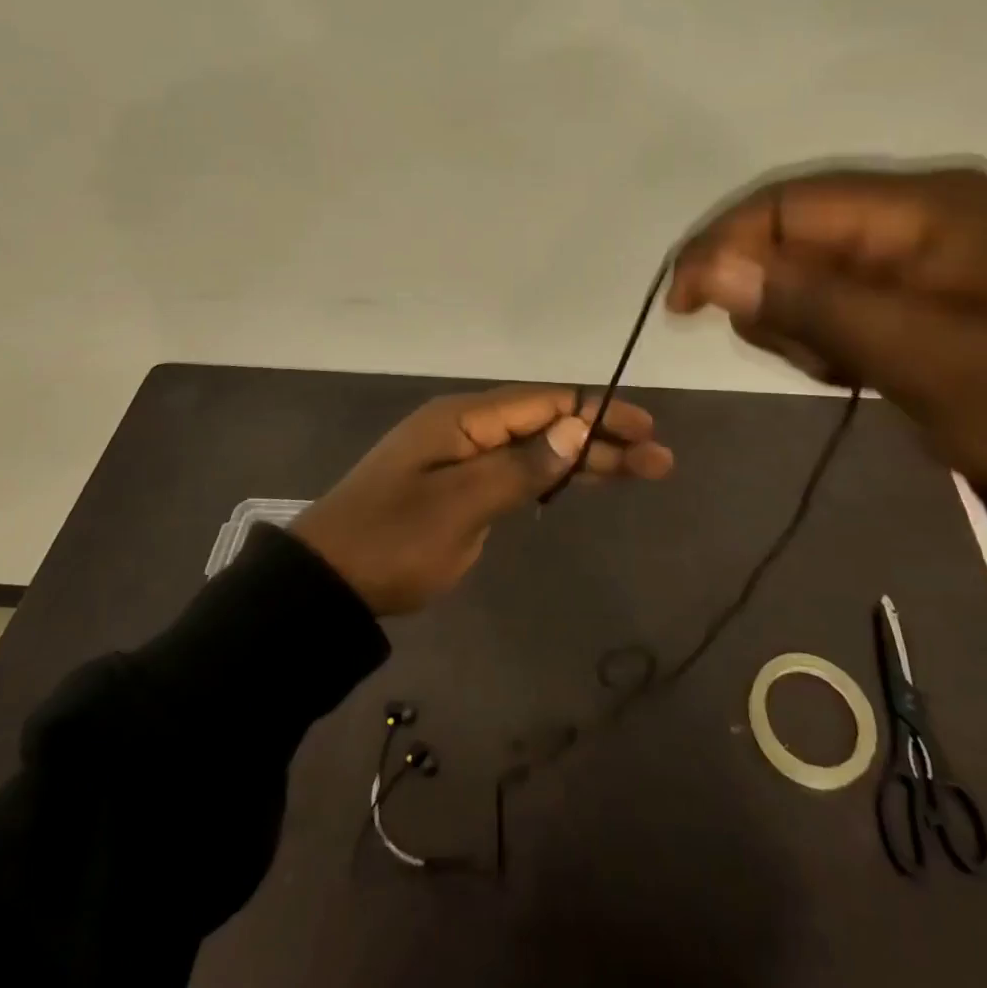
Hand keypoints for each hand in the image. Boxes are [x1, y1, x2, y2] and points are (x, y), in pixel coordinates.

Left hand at [293, 385, 673, 614]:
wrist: (328, 583)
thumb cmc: (394, 541)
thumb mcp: (462, 506)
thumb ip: (522, 465)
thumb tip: (578, 426)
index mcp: (464, 419)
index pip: (545, 404)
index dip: (599, 413)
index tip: (646, 430)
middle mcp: (465, 428)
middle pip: (546, 424)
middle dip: (602, 439)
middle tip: (658, 459)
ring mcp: (460, 458)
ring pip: (534, 447)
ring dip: (583, 458)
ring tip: (637, 470)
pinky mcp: (457, 487)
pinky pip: (514, 469)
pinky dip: (551, 475)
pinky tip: (579, 481)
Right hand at [667, 163, 986, 492]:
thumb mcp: (925, 358)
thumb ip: (813, 306)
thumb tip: (706, 269)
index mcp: (929, 205)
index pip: (791, 202)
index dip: (724, 243)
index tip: (681, 304)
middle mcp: (918, 212)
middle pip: (795, 232)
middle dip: (771, 291)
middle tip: (803, 357)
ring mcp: (920, 253)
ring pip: (810, 269)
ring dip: (800, 319)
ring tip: (841, 371)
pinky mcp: (919, 291)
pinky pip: (839, 298)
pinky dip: (826, 334)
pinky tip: (856, 371)